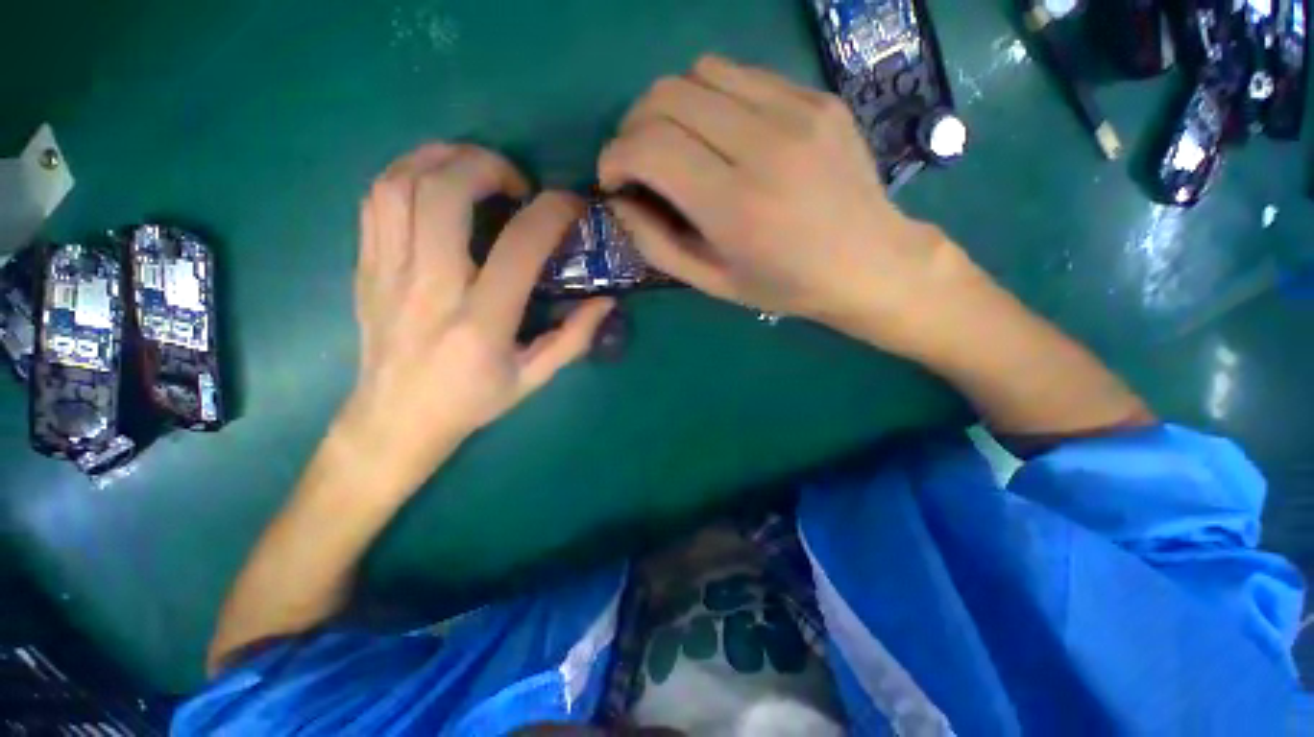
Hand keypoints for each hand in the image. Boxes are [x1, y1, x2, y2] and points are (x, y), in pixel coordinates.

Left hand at [338, 143, 613, 495]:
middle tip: (517, 182)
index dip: (552, 213)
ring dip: (444, 158)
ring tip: (476, 169)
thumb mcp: (533, 378)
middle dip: (488, 166)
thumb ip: (573, 338)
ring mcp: (388, 272)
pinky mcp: (366, 266)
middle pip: (445, 193)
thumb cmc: (471, 401)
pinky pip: (376, 199)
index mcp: (480, 322)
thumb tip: (606, 302)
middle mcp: (430, 288)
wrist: (396, 419)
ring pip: (401, 184)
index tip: (571, 205)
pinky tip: (435, 182)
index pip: (519, 246)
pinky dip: (408, 173)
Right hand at [600, 56, 973, 348]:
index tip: (613, 178)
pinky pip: (742, 75)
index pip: (650, 147)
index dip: (615, 155)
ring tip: (678, 144)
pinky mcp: (816, 97)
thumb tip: (620, 201)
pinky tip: (722, 133)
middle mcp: (764, 145)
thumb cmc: (785, 285)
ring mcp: (796, 112)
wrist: (869, 263)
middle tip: (639, 161)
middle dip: (634, 127)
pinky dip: (713, 99)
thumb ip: (656, 244)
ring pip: (700, 72)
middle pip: (667, 97)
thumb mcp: (712, 283)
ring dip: (671, 106)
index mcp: (735, 206)